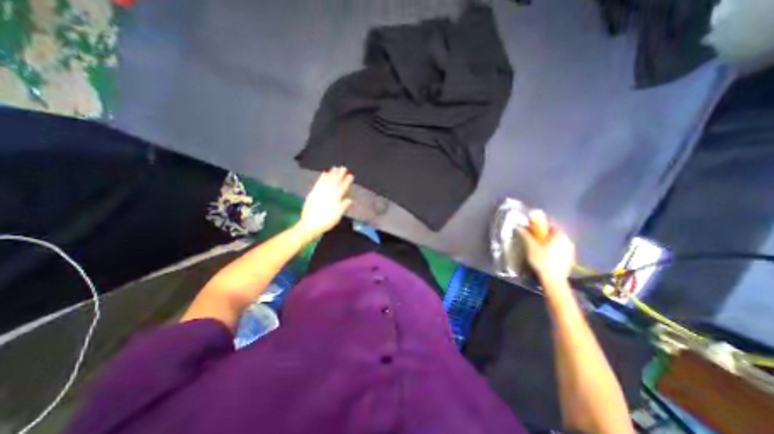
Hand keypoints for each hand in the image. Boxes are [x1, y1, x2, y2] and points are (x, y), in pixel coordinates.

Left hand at [298, 167, 354, 237]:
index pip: (343, 188)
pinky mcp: (313, 192)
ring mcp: (320, 192)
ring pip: (327, 180)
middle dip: (340, 174)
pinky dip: (322, 177)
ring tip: (335, 168)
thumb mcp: (338, 216)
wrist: (310, 224)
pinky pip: (318, 183)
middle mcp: (328, 193)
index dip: (347, 181)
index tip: (351, 176)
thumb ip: (343, 206)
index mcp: (336, 198)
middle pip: (335, 181)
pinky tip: (324, 173)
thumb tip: (350, 200)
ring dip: (331, 173)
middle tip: (343, 168)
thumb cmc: (326, 221)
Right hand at [520, 210, 572, 284]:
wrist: (553, 279)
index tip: (532, 227)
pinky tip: (546, 254)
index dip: (540, 224)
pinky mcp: (570, 258)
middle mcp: (568, 240)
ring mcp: (571, 250)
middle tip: (534, 237)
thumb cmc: (542, 259)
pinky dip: (553, 248)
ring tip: (539, 246)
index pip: (550, 224)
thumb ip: (525, 235)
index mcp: (560, 235)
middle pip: (555, 233)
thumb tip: (519, 227)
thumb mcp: (530, 246)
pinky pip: (561, 249)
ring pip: (558, 241)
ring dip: (549, 241)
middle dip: (544, 233)